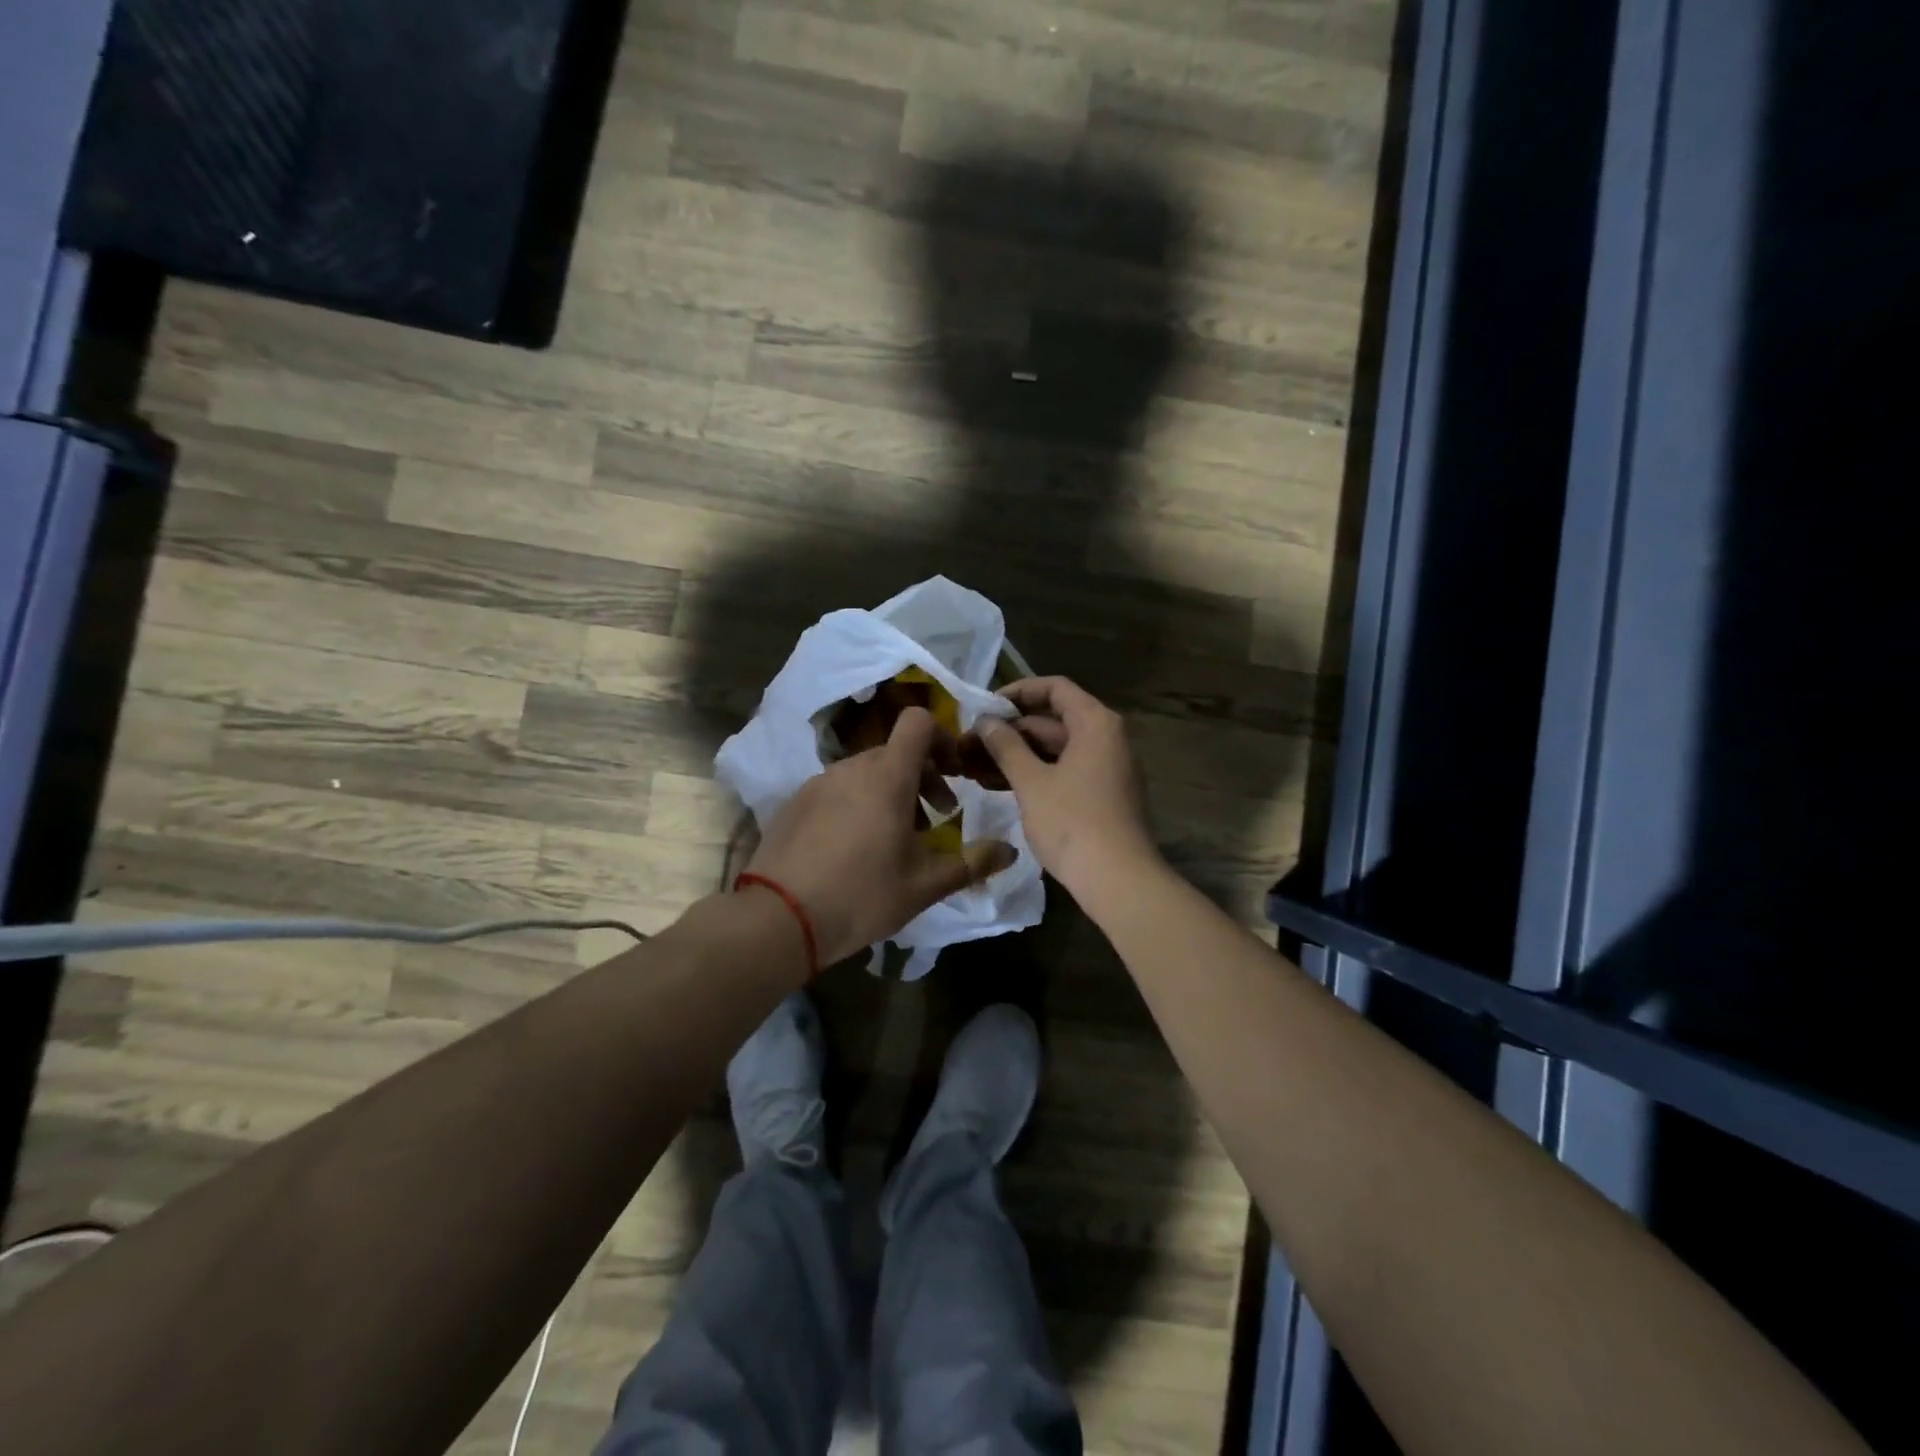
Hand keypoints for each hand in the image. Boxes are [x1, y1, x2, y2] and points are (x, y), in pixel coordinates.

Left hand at [745, 706, 1017, 965]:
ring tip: (897, 837)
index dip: (942, 737)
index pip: (918, 722)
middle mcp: (852, 767)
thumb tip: (1009, 850)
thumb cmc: (862, 896)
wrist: (779, 919)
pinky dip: (858, 801)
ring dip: (891, 791)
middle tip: (936, 817)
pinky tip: (855, 847)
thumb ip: (972, 862)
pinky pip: (838, 787)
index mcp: (888, 776)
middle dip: (923, 775)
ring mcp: (819, 782)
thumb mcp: (925, 885)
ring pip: (867, 771)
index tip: (955, 771)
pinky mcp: (795, 801)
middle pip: (896, 751)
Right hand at [977, 676, 1158, 899]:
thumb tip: (985, 722)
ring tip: (972, 766)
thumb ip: (1005, 746)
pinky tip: (997, 786)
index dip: (1017, 692)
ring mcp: (1106, 768)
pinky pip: (1063, 772)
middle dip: (1009, 731)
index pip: (1055, 688)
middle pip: (1053, 720)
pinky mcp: (1101, 795)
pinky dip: (1033, 774)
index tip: (984, 707)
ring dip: (1015, 755)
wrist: (1118, 880)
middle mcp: (1106, 738)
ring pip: (1054, 749)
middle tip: (969, 743)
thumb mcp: (1031, 782)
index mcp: (1095, 723)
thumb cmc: (1072, 822)